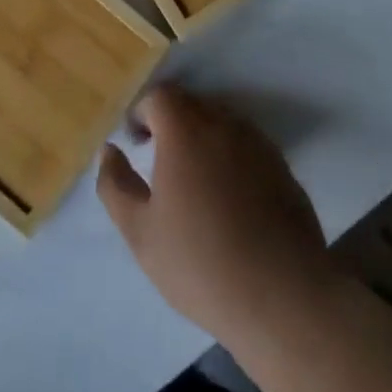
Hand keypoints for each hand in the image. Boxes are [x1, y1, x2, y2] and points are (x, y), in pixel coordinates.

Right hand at [97, 85, 338, 342]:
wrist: (282, 296)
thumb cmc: (201, 262)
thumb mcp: (141, 232)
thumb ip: (116, 185)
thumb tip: (109, 150)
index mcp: (185, 129)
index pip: (159, 96)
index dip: (142, 114)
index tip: (136, 144)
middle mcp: (223, 122)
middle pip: (191, 104)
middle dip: (171, 123)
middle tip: (161, 164)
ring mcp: (258, 142)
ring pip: (221, 123)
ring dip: (202, 139)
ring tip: (195, 184)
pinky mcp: (282, 166)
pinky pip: (247, 146)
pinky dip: (231, 159)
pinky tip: (230, 202)